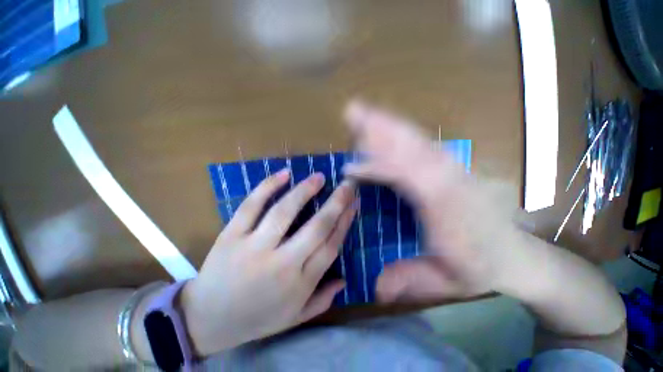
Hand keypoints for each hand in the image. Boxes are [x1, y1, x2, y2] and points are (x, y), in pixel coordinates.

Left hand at [180, 169, 355, 355]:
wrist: (205, 321)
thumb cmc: (256, 319)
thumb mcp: (294, 318)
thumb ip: (322, 300)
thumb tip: (345, 280)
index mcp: (299, 283)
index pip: (331, 245)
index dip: (345, 222)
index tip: (354, 204)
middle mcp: (281, 264)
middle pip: (317, 227)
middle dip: (336, 203)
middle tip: (347, 184)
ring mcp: (254, 247)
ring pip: (285, 212)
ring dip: (305, 191)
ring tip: (319, 177)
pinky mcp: (231, 236)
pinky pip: (251, 206)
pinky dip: (268, 187)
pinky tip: (284, 174)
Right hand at [343, 99, 520, 302]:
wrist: (518, 256)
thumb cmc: (480, 268)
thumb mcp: (444, 283)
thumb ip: (409, 281)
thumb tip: (376, 289)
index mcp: (446, 207)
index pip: (406, 177)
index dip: (376, 169)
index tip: (350, 167)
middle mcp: (449, 179)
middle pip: (411, 146)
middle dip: (380, 128)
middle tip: (353, 112)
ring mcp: (453, 168)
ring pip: (416, 139)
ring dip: (389, 124)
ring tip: (365, 112)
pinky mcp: (451, 166)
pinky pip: (422, 144)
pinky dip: (401, 133)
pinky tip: (386, 129)